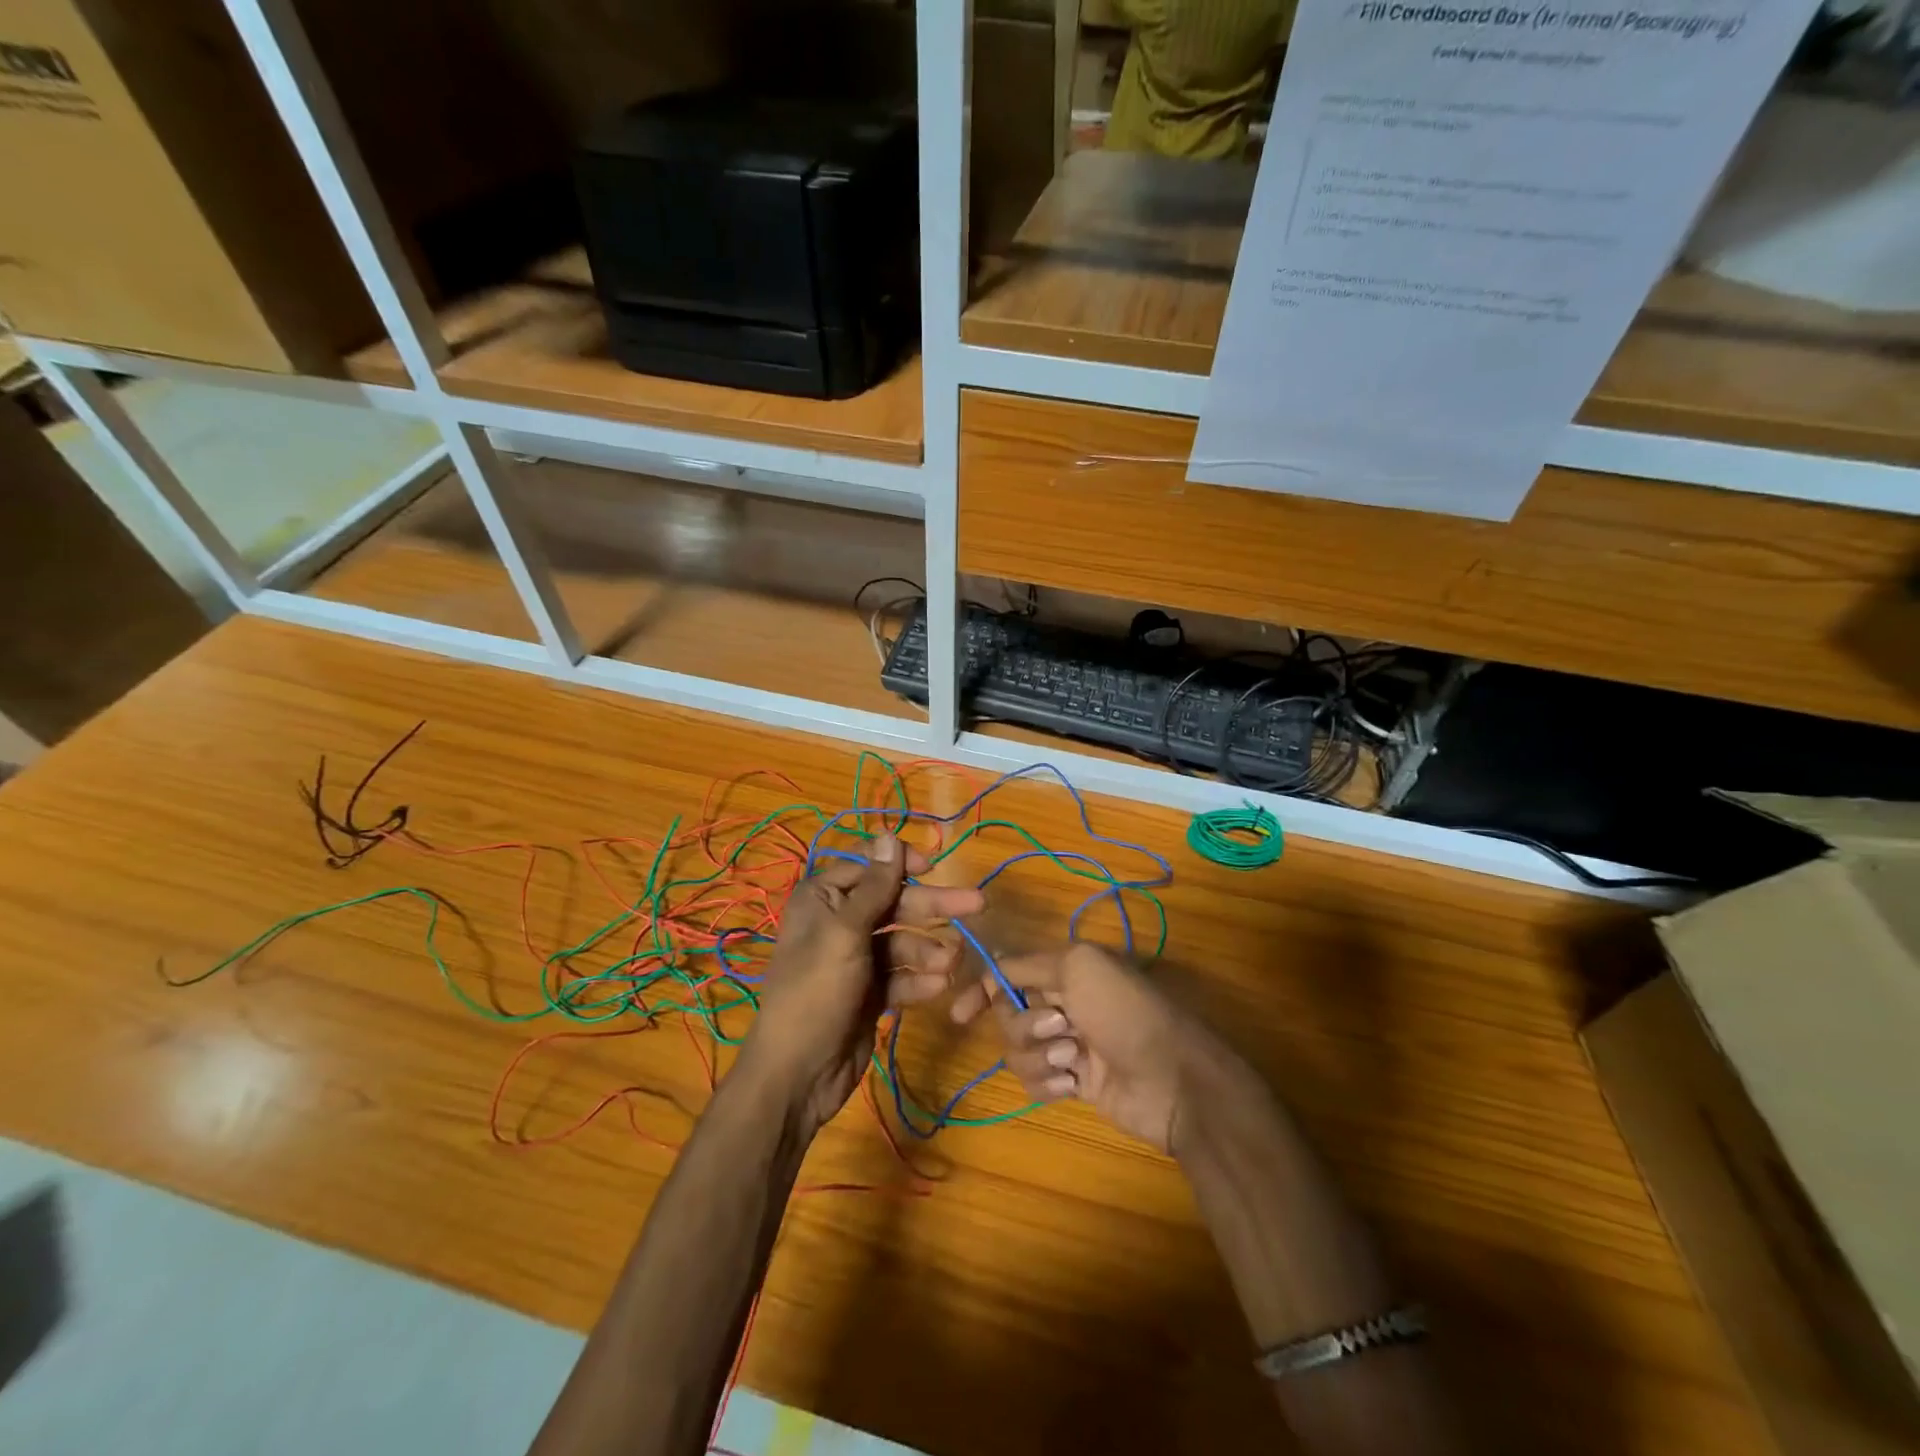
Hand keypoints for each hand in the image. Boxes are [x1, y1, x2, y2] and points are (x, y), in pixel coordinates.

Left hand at [743, 833, 984, 1131]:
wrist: (798, 1073)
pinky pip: (901, 975)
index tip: (934, 868)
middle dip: (932, 907)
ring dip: (929, 950)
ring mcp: (856, 959)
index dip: (901, 864)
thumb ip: (875, 886)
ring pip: (903, 941)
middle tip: (977, 904)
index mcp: (823, 898)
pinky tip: (938, 988)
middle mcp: (839, 922)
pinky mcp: (870, 992)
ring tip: (951, 963)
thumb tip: (889, 833)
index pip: (868, 866)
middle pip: (894, 903)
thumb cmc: (817, 991)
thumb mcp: (846, 933)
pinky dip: (919, 980)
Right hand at [950, 943, 1232, 1154]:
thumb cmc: (1125, 1012)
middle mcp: (1062, 1002)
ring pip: (1017, 1051)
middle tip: (1061, 1027)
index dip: (981, 991)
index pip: (1008, 973)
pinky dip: (1049, 1082)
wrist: (1172, 1079)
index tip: (959, 1015)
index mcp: (1065, 969)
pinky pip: (1035, 1082)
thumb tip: (993, 970)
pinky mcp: (1072, 1082)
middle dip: (1025, 1025)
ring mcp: (1067, 1044)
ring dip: (1039, 1056)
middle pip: (1008, 1015)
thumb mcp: (1079, 966)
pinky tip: (1075, 1085)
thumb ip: (1028, 964)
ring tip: (1075, 1060)